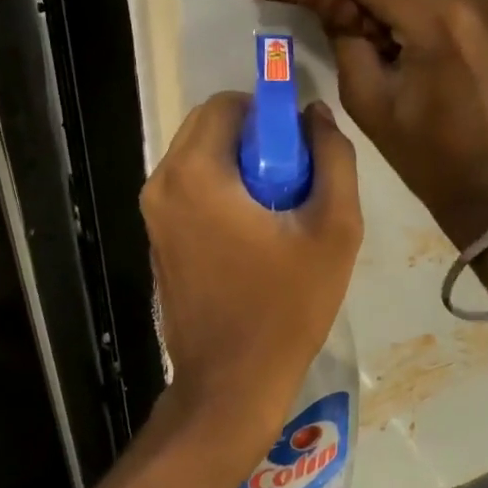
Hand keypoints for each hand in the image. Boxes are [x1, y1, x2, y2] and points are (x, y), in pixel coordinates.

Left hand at [141, 93, 362, 425]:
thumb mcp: (334, 230)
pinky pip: (190, 189)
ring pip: (199, 158)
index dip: (270, 115)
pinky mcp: (157, 239)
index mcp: (195, 173)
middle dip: (255, 140)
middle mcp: (161, 184)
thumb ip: (333, 159)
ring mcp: (153, 214)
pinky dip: (222, 192)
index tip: (300, 151)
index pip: (228, 104)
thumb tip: (315, 116)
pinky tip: (253, 236)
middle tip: (294, 182)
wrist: (231, 383)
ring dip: (240, 166)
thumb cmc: (286, 307)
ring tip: (278, 213)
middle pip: (209, 127)